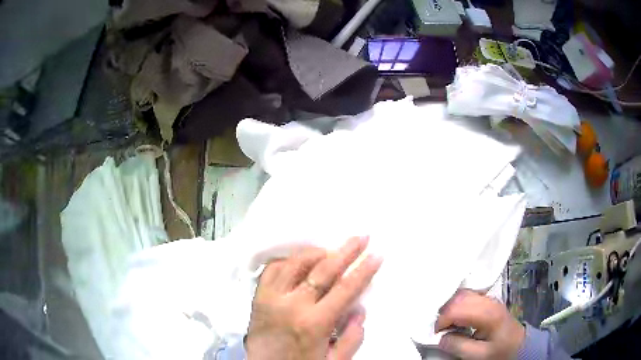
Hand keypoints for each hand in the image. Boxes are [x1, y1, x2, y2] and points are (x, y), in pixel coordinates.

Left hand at [246, 236, 382, 359]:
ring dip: (317, 253)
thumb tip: (359, 310)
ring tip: (332, 250)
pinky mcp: (257, 297)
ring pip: (295, 263)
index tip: (377, 254)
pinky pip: (272, 270)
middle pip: (323, 270)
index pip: (345, 289)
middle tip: (361, 237)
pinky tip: (300, 261)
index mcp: (314, 323)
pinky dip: (288, 261)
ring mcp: (271, 298)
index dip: (364, 270)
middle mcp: (291, 305)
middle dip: (346, 251)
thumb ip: (351, 338)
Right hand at [435, 290, 524, 359]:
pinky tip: (457, 317)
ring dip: (451, 307)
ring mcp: (490, 299)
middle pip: (459, 297)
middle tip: (441, 329)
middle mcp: (489, 301)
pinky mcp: (489, 302)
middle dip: (444, 312)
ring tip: (448, 324)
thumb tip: (441, 338)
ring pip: (463, 293)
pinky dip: (458, 304)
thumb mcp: (479, 355)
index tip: (437, 335)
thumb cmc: (500, 352)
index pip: (457, 308)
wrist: (520, 346)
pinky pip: (469, 296)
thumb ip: (459, 346)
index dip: (442, 320)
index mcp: (487, 313)